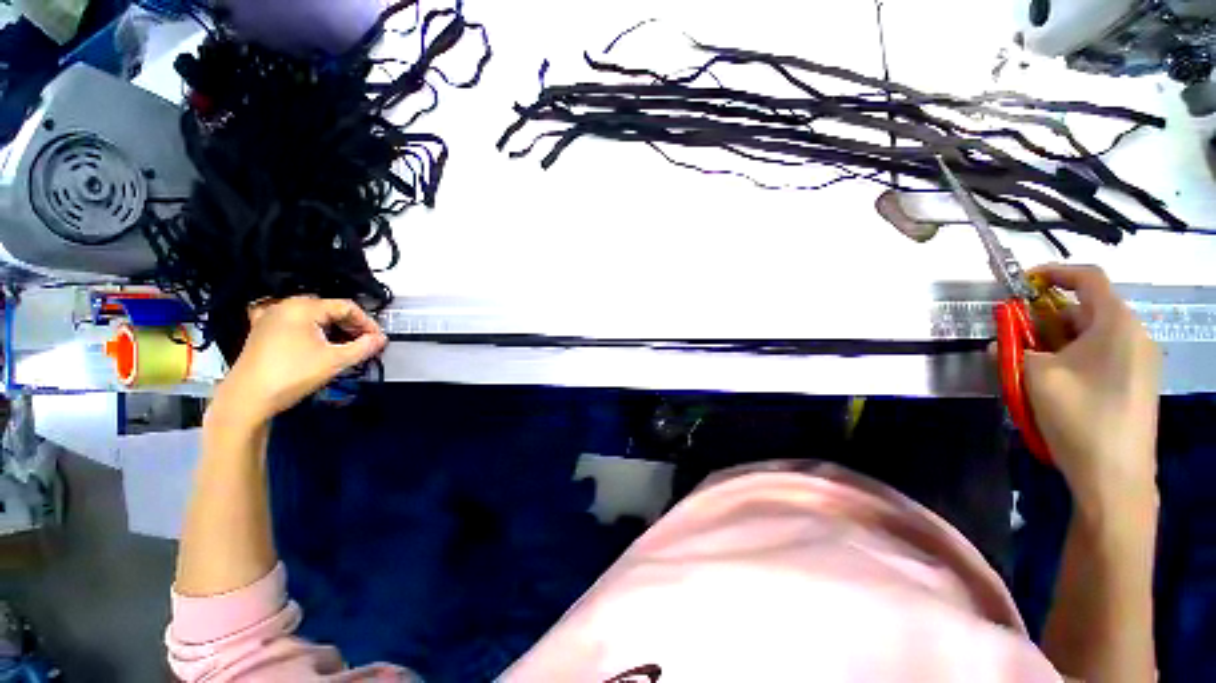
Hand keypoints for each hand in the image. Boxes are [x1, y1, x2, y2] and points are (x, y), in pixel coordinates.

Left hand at [210, 297, 387, 428]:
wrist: (247, 398)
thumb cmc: (292, 375)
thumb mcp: (335, 361)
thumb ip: (363, 347)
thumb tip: (382, 339)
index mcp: (303, 307)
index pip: (346, 306)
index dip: (367, 322)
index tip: (378, 340)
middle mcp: (286, 306)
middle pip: (330, 309)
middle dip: (352, 326)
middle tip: (366, 344)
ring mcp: (272, 317)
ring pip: (315, 317)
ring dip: (336, 329)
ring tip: (348, 347)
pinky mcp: (264, 331)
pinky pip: (298, 324)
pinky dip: (316, 331)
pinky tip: (322, 345)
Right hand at [1023, 265, 1160, 517]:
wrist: (1115, 479)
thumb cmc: (1079, 417)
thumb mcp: (1035, 377)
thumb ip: (1014, 351)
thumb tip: (1000, 344)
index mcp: (1117, 324)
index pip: (1088, 278)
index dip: (1054, 272)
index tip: (1023, 283)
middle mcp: (1134, 336)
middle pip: (1087, 309)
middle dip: (1047, 317)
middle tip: (1015, 335)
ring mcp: (1139, 362)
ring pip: (1091, 336)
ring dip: (1056, 341)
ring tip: (1029, 364)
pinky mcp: (1135, 384)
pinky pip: (1100, 357)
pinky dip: (1072, 358)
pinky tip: (1053, 382)